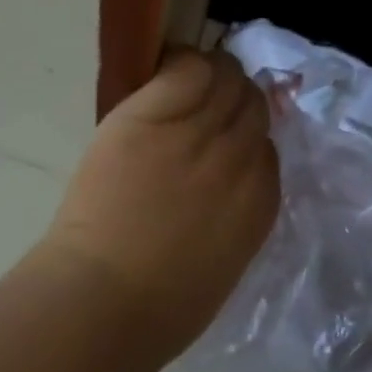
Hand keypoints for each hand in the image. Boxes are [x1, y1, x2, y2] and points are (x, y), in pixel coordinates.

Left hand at [38, 50, 278, 357]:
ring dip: (214, 74)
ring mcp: (195, 134)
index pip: (268, 147)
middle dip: (236, 101)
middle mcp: (239, 159)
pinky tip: (169, 68)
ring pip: (224, 78)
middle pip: (252, 104)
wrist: (103, 302)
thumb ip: (235, 218)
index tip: (226, 138)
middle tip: (208, 103)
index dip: (247, 138)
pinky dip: (181, 63)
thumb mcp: (224, 265)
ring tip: (190, 79)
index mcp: (260, 201)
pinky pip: (185, 69)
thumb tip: (226, 190)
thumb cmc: (160, 308)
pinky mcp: (151, 117)